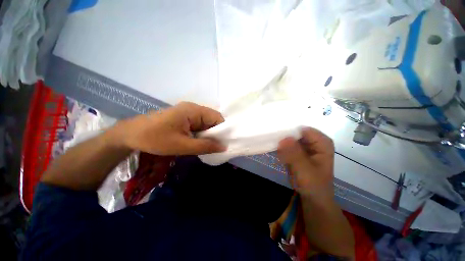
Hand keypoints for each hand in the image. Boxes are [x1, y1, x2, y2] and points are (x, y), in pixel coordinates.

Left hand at [114, 102, 226, 155]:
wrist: (130, 135)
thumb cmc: (155, 139)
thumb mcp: (182, 145)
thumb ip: (205, 146)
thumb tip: (224, 147)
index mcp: (194, 110)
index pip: (217, 117)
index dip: (223, 130)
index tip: (224, 143)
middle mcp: (193, 109)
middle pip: (212, 120)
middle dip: (215, 134)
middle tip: (217, 147)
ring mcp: (187, 113)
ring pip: (205, 124)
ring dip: (208, 135)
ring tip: (209, 147)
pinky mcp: (183, 118)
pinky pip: (198, 125)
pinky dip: (201, 134)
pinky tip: (199, 143)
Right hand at [277, 127, 334, 199]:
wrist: (312, 198)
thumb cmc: (314, 185)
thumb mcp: (305, 170)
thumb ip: (294, 154)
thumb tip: (283, 138)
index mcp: (322, 142)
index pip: (304, 129)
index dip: (290, 129)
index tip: (276, 130)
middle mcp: (313, 141)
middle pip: (296, 132)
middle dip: (283, 133)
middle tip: (270, 134)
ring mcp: (304, 146)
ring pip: (290, 137)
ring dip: (280, 139)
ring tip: (269, 138)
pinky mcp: (296, 152)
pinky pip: (286, 144)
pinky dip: (280, 146)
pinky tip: (273, 146)